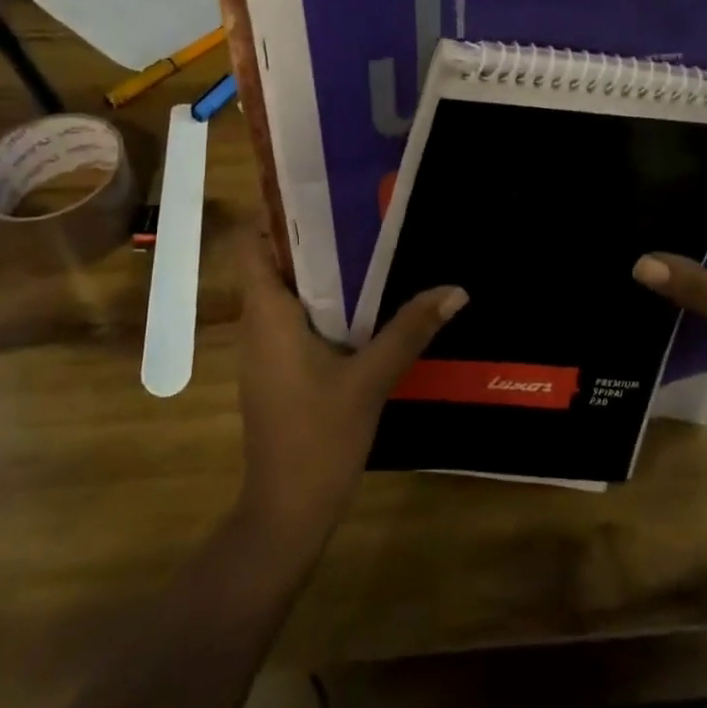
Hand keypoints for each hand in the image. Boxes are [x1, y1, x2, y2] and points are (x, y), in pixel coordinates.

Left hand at [234, 235, 465, 554]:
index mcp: (268, 315)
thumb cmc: (319, 438)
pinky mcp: (276, 372)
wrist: (286, 514)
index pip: (251, 246)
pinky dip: (320, 303)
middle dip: (311, 236)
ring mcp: (263, 352)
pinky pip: (292, 319)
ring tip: (366, 246)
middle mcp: (257, 325)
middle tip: (359, 211)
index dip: (275, 216)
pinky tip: (360, 305)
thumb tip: (456, 290)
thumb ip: (410, 330)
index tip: (318, 193)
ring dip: (318, 271)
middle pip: (272, 263)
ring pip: (284, 293)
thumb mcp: (371, 379)